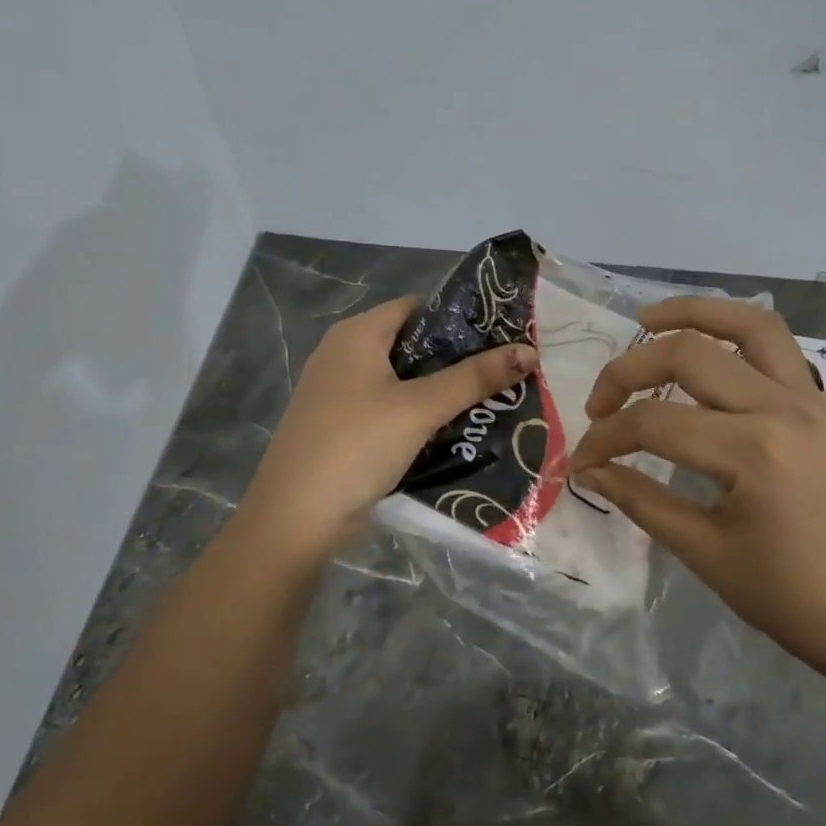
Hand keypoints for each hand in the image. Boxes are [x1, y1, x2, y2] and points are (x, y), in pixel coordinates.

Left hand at [238, 297, 535, 557]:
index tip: (502, 334)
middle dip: (456, 359)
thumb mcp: (420, 408)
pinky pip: (390, 410)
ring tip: (491, 400)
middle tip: (504, 371)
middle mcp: (344, 355)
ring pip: (402, 382)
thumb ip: (474, 378)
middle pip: (411, 345)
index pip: (417, 308)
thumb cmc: (357, 445)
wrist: (296, 518)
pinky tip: (454, 430)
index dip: (459, 317)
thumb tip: (529, 351)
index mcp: (356, 335)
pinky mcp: (342, 428)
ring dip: (441, 391)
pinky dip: (419, 416)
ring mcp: (339, 394)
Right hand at [571, 283, 825, 685]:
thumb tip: (589, 471)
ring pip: (759, 329)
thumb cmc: (786, 599)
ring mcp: (821, 407)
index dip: (606, 440)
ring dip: (703, 311)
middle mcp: (784, 409)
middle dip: (630, 371)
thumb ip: (641, 500)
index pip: (653, 423)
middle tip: (603, 403)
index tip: (583, 464)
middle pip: (690, 356)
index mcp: (749, 449)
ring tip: (653, 318)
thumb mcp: (703, 552)